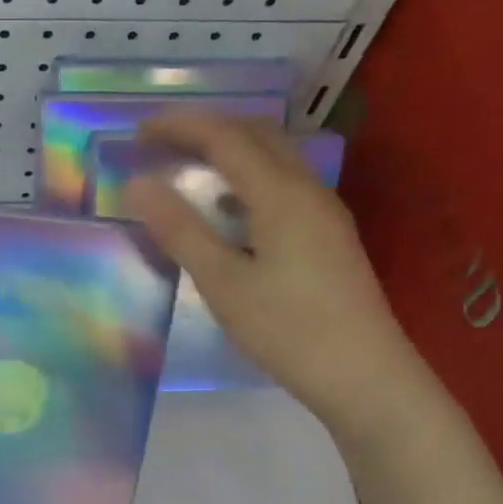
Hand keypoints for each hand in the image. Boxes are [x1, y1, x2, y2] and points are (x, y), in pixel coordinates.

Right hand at [126, 111, 427, 435]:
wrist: (366, 377)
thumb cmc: (289, 330)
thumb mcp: (223, 283)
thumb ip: (180, 230)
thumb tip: (137, 184)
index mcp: (281, 194)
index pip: (224, 136)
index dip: (179, 126)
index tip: (137, 131)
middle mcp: (308, 190)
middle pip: (256, 134)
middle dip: (206, 128)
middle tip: (161, 143)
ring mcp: (324, 212)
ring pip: (274, 158)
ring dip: (230, 150)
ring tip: (189, 168)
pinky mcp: (330, 235)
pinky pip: (284, 185)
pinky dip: (248, 179)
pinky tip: (230, 211)